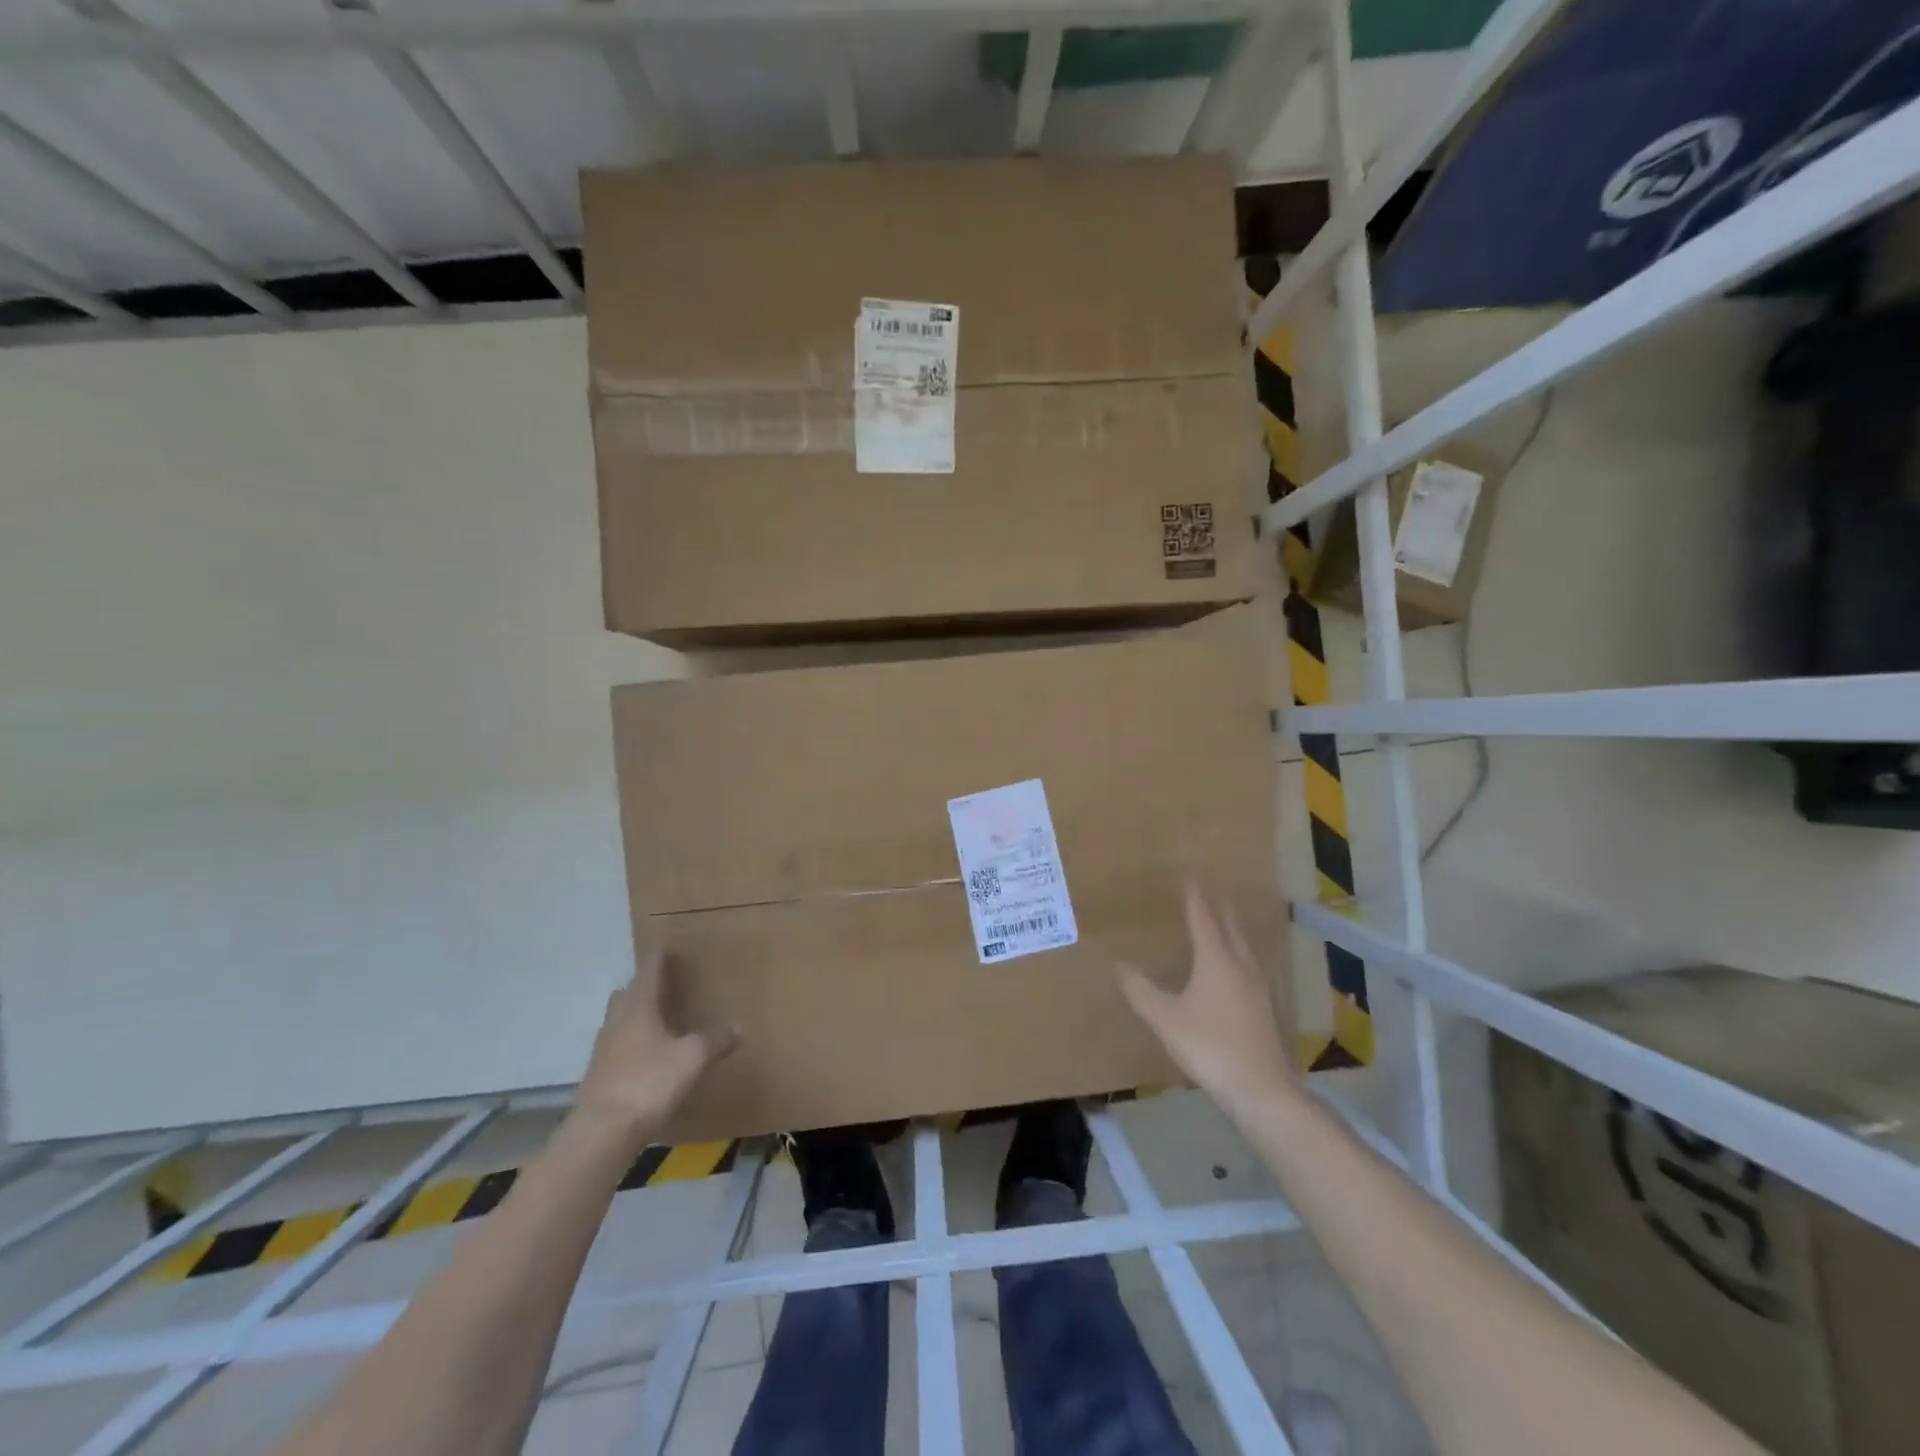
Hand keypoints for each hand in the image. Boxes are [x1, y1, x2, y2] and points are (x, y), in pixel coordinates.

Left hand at [577, 952, 735, 1141]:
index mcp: (639, 1007)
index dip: (659, 959)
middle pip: (628, 993)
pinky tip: (648, 1057)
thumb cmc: (649, 1082)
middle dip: (644, 987)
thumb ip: (715, 1040)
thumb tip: (739, 1028)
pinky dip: (631, 1043)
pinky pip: (617, 1046)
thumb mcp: (692, 1058)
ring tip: (659, 1022)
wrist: (601, 1133)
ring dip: (636, 1015)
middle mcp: (617, 1020)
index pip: (648, 971)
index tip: (667, 948)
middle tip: (666, 987)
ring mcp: (603, 1049)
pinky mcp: (598, 1075)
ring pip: (619, 1020)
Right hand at [1118, 885, 1296, 1120]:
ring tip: (1225, 926)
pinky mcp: (1263, 1011)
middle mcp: (1240, 968)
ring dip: (1233, 933)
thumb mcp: (1165, 1018)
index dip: (1195, 899)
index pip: (1203, 920)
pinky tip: (1235, 973)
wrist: (1261, 1090)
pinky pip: (1249, 971)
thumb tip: (1119, 964)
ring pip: (1244, 951)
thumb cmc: (1209, 1046)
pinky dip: (1238, 958)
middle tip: (1213, 894)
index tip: (1190, 878)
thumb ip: (1141, 991)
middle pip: (1231, 930)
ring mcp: (1257, 990)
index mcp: (1216, 961)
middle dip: (1220, 910)